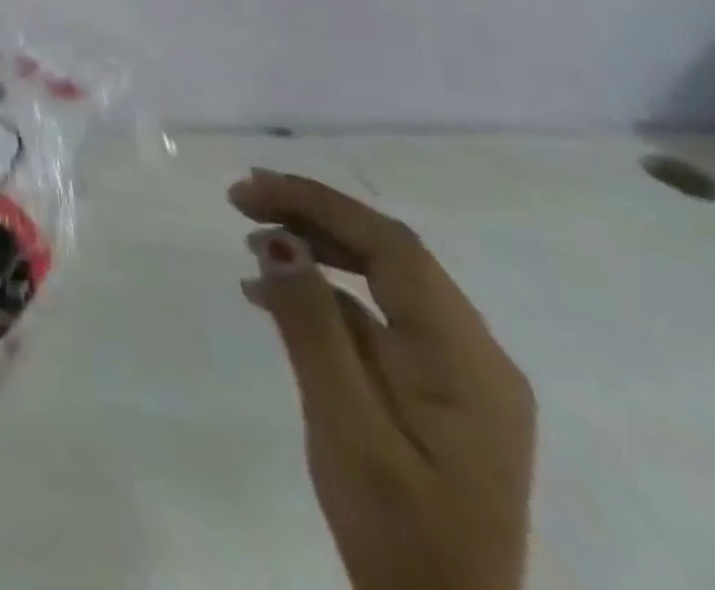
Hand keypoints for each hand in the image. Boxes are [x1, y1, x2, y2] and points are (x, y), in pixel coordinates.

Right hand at [230, 170, 536, 589]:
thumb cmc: (395, 526)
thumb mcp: (344, 425)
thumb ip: (313, 328)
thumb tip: (277, 240)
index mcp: (466, 360)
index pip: (393, 248)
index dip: (319, 204)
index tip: (248, 188)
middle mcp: (474, 354)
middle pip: (392, 255)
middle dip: (314, 215)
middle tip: (240, 200)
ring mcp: (457, 373)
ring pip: (384, 279)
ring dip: (318, 246)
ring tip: (250, 236)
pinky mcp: (433, 389)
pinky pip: (377, 316)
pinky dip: (324, 290)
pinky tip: (271, 293)